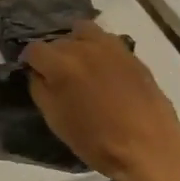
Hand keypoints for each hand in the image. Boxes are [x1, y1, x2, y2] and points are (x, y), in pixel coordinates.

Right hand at [23, 21, 179, 180]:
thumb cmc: (96, 141)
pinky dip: (98, 48)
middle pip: (58, 40)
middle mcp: (83, 48)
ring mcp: (110, 48)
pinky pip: (106, 40)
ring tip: (80, 64)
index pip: (33, 49)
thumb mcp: (55, 120)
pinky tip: (102, 68)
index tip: (34, 75)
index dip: (30, 62)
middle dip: (53, 55)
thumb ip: (39, 89)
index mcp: (60, 65)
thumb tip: (37, 73)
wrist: (149, 149)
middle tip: (58, 76)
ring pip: (82, 31)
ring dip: (75, 44)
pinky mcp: (131, 54)